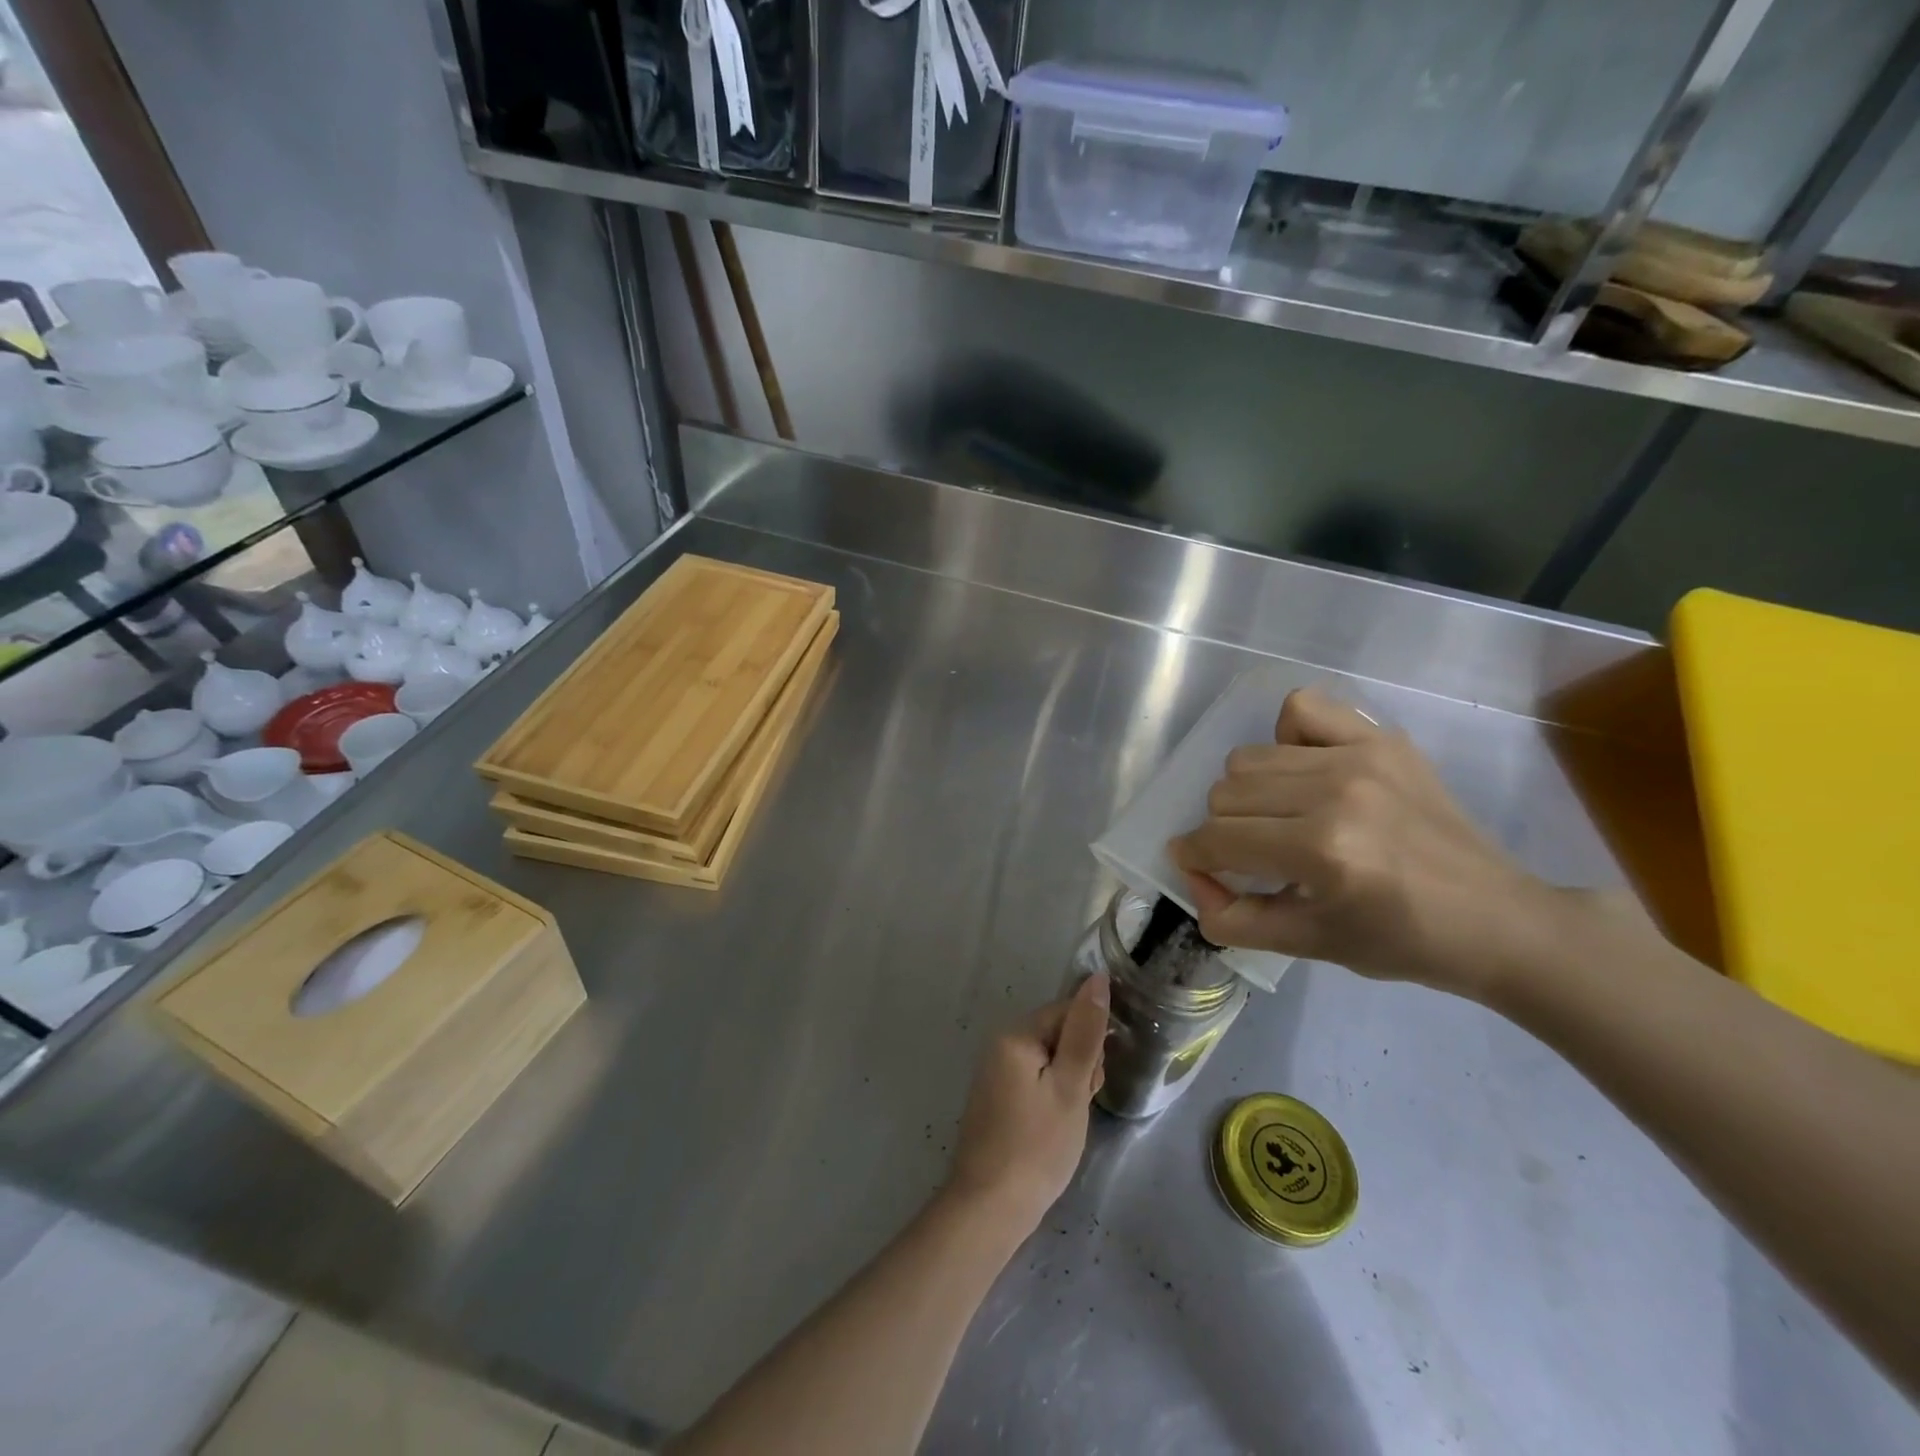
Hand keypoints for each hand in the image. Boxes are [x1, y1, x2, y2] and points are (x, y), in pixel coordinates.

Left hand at [944, 975, 1108, 1235]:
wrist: (990, 1208)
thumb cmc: (1037, 1146)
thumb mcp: (1070, 1087)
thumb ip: (1085, 1031)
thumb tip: (1098, 978)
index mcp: (1016, 1034)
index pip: (1067, 1012)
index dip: (1091, 1041)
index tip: (1095, 1078)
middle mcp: (1001, 1045)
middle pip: (1059, 1035)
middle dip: (1081, 1064)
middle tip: (1080, 1104)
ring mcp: (996, 1073)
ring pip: (1051, 1061)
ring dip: (1070, 1084)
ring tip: (1068, 1121)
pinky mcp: (998, 1098)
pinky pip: (1036, 1081)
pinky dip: (1053, 1098)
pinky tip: (1055, 1128)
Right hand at [1168, 687, 1568, 1000]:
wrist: (1497, 919)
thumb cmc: (1401, 941)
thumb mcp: (1308, 946)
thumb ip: (1232, 919)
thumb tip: (1192, 878)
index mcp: (1322, 851)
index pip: (1217, 839)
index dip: (1194, 857)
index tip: (1200, 868)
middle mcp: (1335, 793)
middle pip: (1225, 793)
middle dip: (1223, 830)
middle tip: (1253, 855)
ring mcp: (1360, 756)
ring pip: (1251, 757)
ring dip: (1249, 793)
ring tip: (1281, 817)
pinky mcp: (1381, 738)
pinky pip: (1301, 708)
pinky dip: (1286, 736)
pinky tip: (1304, 770)